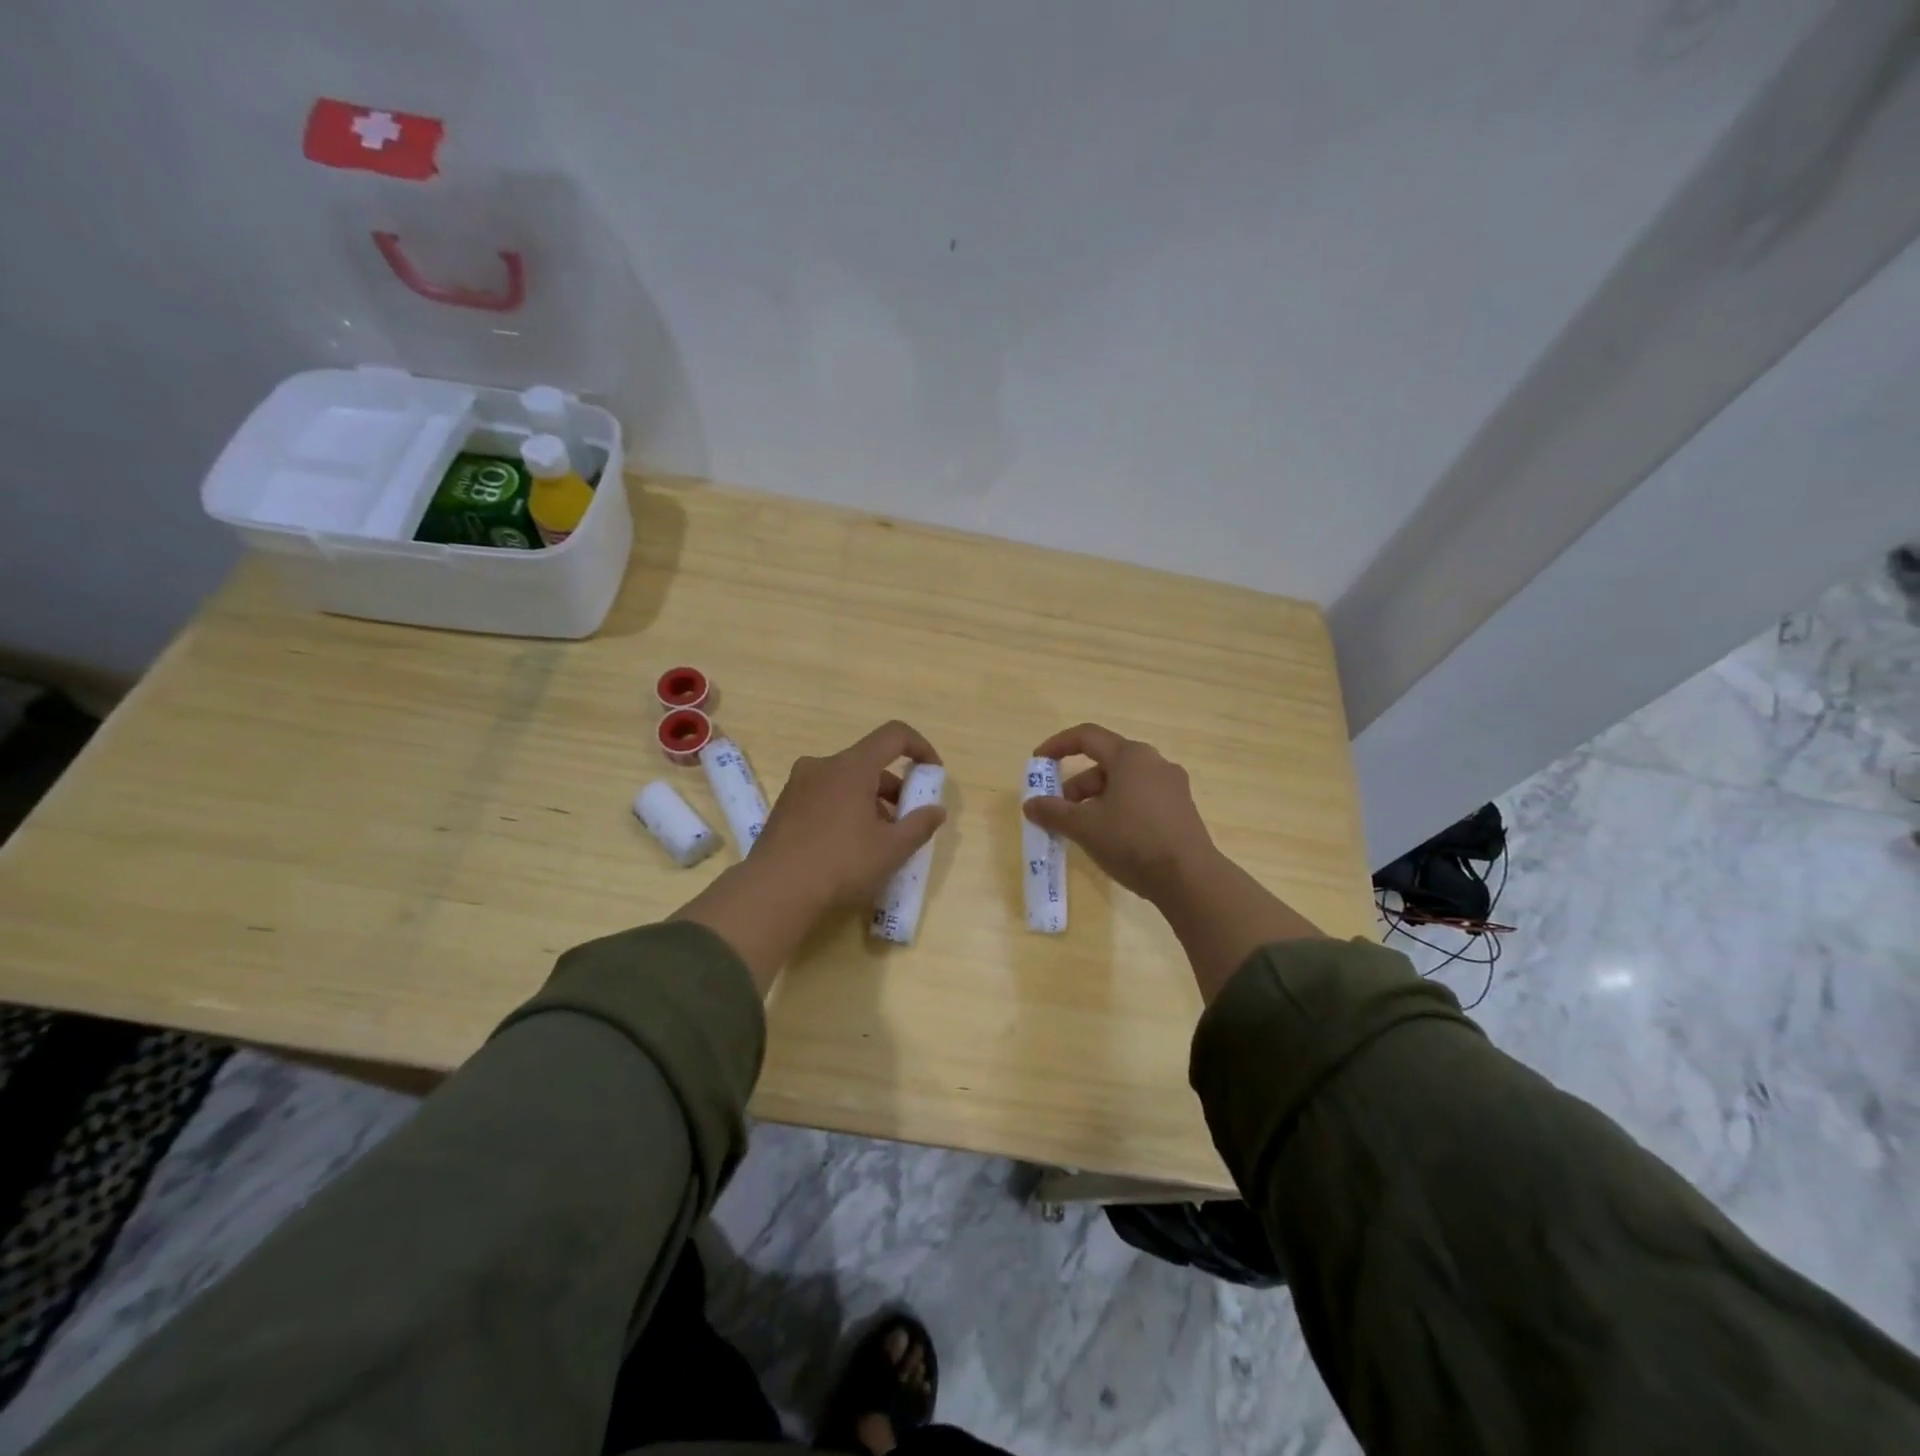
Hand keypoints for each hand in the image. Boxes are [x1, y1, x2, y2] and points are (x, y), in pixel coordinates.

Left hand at [756, 719, 947, 911]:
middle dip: (895, 788)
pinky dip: (845, 809)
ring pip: (846, 781)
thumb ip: (920, 825)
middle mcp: (822, 766)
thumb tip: (936, 810)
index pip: (894, 735)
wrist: (774, 892)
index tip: (933, 773)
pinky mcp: (784, 807)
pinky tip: (848, 847)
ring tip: (879, 840)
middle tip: (907, 821)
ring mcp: (798, 785)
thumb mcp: (892, 849)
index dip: (920, 747)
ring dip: (870, 801)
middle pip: (869, 762)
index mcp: (851, 766)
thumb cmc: (841, 864)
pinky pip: (825, 796)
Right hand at [1023, 723, 1217, 904]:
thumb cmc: (1132, 841)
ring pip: (1124, 783)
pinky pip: (1141, 799)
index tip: (1038, 762)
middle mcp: (1154, 763)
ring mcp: (1172, 786)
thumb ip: (1053, 812)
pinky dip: (1119, 809)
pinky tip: (1111, 837)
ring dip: (1096, 799)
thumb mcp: (1084, 827)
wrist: (1189, 878)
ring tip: (1082, 829)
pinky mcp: (1181, 810)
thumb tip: (1030, 804)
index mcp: (1130, 756)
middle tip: (1059, 810)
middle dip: (1077, 784)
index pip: (1087, 736)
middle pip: (1105, 763)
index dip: (1058, 745)